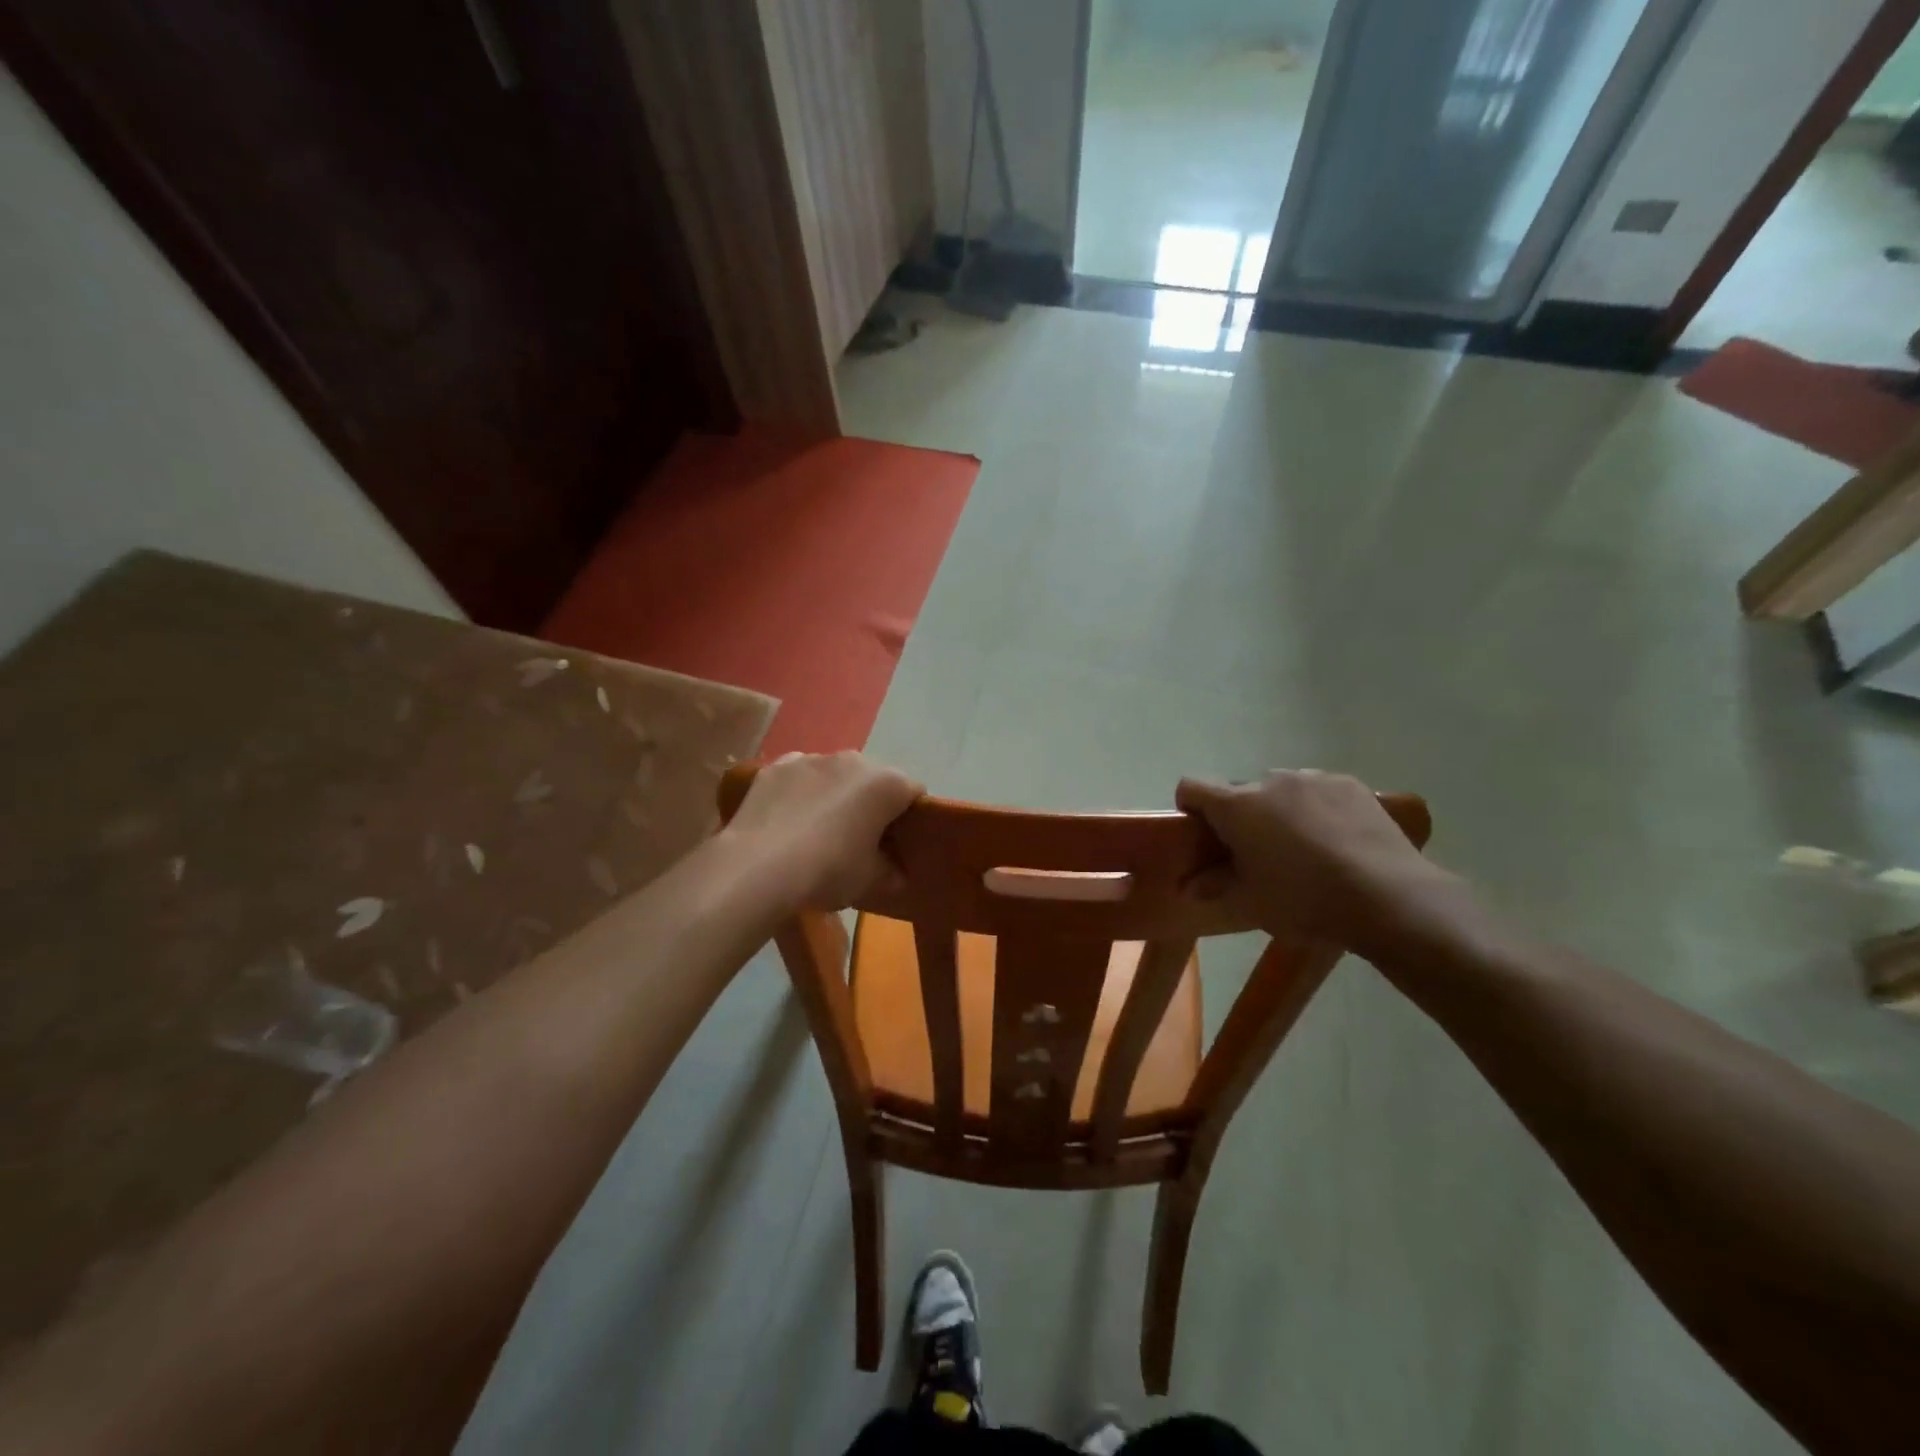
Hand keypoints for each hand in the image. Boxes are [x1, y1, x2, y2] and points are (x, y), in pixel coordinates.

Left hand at [722, 752, 922, 910]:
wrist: (759, 866)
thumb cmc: (829, 870)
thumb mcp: (870, 881)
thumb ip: (891, 873)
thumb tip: (897, 874)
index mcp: (888, 784)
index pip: (914, 793)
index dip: (910, 818)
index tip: (898, 843)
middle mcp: (855, 760)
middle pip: (874, 779)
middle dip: (871, 803)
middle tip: (859, 839)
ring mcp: (813, 758)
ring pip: (835, 774)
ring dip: (835, 794)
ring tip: (817, 831)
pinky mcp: (777, 765)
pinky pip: (799, 776)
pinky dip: (800, 791)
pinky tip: (788, 820)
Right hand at [1176, 770, 1447, 945]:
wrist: (1389, 897)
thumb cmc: (1304, 900)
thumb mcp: (1250, 902)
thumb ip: (1213, 887)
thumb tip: (1188, 886)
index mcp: (1237, 805)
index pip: (1192, 786)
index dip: (1190, 807)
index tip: (1202, 835)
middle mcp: (1271, 780)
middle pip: (1241, 791)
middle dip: (1241, 816)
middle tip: (1257, 853)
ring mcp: (1314, 778)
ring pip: (1282, 790)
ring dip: (1280, 810)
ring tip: (1303, 849)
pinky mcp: (1351, 785)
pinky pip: (1318, 791)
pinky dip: (1316, 808)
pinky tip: (1336, 841)